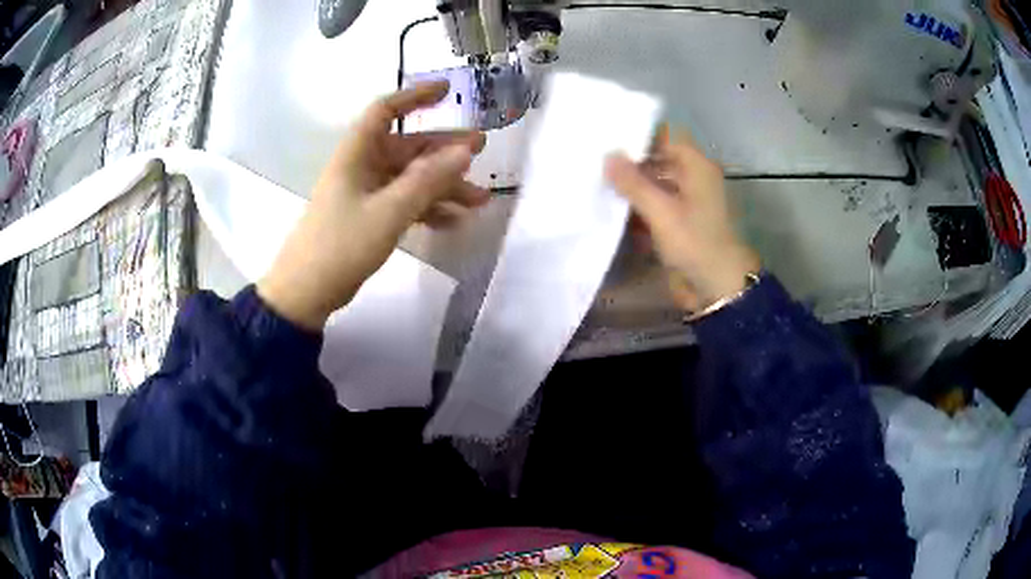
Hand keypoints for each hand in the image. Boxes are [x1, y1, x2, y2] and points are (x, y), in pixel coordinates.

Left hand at [258, 81, 487, 330]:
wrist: (306, 292)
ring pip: (410, 179)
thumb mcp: (388, 211)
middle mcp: (362, 167)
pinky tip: (453, 222)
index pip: (385, 110)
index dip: (415, 96)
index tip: (447, 90)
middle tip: (480, 152)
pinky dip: (428, 209)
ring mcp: (365, 194)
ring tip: (479, 200)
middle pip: (408, 148)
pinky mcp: (368, 218)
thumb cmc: (341, 245)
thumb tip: (466, 151)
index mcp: (357, 154)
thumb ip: (427, 180)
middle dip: (444, 151)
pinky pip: (404, 204)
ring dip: (443, 187)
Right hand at [605, 127, 759, 312]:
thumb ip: (633, 183)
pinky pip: (654, 207)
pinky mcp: (678, 225)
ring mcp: (685, 203)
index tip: (609, 137)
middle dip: (630, 162)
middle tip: (595, 160)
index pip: (666, 137)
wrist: (717, 288)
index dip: (640, 136)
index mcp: (696, 167)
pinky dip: (636, 208)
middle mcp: (692, 180)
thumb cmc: (695, 243)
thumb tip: (608, 155)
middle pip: (658, 161)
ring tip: (596, 182)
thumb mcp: (661, 211)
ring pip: (654, 185)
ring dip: (631, 187)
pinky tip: (610, 209)